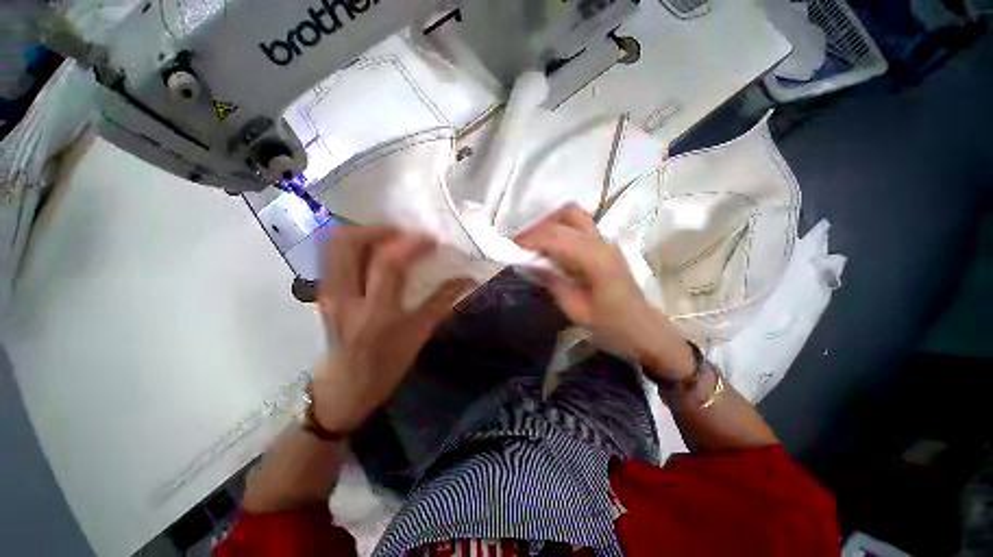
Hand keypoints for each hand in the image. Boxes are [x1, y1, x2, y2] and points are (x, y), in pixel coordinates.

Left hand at [311, 226, 472, 433]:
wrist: (343, 390)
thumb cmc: (385, 367)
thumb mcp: (418, 336)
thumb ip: (442, 303)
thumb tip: (467, 280)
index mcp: (375, 313)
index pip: (389, 263)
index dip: (413, 243)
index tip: (432, 239)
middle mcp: (344, 296)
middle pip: (349, 242)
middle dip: (380, 229)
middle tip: (405, 234)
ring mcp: (327, 292)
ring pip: (335, 244)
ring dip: (365, 233)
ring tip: (391, 239)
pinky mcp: (322, 293)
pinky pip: (332, 255)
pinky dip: (354, 245)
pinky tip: (374, 252)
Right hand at [515, 205, 694, 381]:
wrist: (643, 329)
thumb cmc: (612, 326)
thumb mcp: (576, 311)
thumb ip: (553, 283)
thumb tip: (531, 264)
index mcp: (596, 259)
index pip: (557, 236)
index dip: (532, 238)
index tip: (513, 247)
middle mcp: (602, 243)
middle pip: (568, 213)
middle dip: (541, 224)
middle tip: (524, 243)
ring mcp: (606, 242)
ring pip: (574, 216)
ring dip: (551, 224)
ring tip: (535, 244)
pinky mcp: (604, 246)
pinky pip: (578, 227)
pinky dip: (559, 231)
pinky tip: (551, 249)